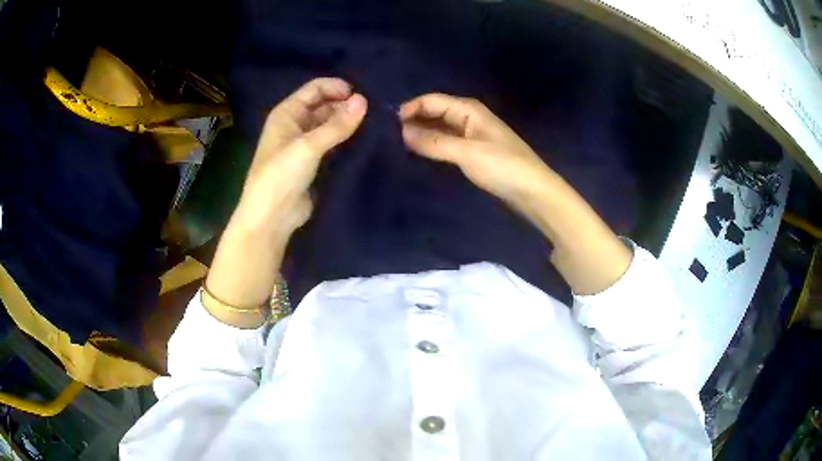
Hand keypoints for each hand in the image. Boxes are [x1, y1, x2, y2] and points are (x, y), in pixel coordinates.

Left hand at [206, 78, 366, 316]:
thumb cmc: (281, 175)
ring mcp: (304, 144)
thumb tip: (364, 100)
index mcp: (287, 113)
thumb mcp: (308, 146)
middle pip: (324, 105)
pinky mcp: (314, 162)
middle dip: (345, 105)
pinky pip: (333, 143)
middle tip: (373, 112)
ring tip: (374, 124)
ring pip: (330, 124)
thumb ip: (336, 124)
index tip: (362, 95)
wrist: (271, 217)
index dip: (337, 87)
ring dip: (347, 123)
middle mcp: (295, 124)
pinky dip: (346, 139)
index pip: (315, 89)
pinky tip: (365, 140)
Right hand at [399, 93, 556, 209]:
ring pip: (438, 128)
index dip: (409, 109)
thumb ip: (434, 141)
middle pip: (433, 112)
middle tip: (386, 138)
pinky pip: (445, 142)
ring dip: (420, 134)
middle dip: (412, 121)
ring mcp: (470, 135)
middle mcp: (467, 117)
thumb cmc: (503, 166)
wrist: (533, 191)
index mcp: (468, 109)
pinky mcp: (471, 152)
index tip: (387, 125)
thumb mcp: (467, 152)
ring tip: (396, 146)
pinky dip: (431, 146)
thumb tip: (401, 131)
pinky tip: (418, 155)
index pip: (431, 100)